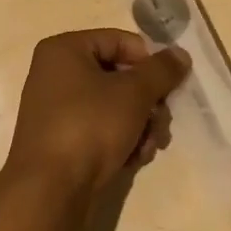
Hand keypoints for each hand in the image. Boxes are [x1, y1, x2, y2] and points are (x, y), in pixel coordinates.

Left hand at [6, 31, 190, 211]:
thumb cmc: (89, 126)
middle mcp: (56, 74)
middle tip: (162, 122)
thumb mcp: (133, 93)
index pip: (119, 41)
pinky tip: (134, 159)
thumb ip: (161, 70)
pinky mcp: (62, 140)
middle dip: (147, 102)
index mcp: (64, 50)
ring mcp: (57, 109)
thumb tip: (180, 54)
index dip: (148, 62)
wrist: (50, 190)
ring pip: (114, 105)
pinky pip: (100, 128)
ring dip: (140, 124)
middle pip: (119, 76)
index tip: (168, 86)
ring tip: (149, 146)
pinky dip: (121, 140)